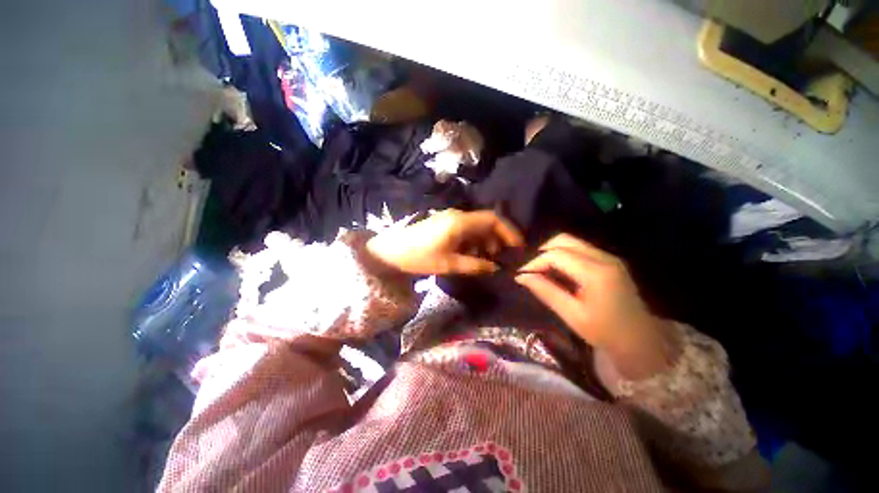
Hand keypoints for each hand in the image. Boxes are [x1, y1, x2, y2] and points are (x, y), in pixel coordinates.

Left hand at [366, 209, 523, 275]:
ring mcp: (450, 218)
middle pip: (486, 222)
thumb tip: (495, 267)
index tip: (517, 246)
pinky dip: (473, 242)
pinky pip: (465, 230)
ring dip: (484, 242)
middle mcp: (457, 215)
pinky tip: (470, 255)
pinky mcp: (444, 224)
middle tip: (500, 258)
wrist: (391, 251)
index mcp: (460, 222)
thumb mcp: (449, 264)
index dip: (508, 231)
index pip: (493, 219)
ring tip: (485, 260)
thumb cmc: (419, 257)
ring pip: (476, 227)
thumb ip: (475, 265)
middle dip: (497, 239)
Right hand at [515, 234, 675, 377]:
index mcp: (596, 273)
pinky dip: (563, 256)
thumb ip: (546, 291)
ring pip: (571, 242)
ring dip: (552, 252)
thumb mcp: (572, 315)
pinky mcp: (610, 261)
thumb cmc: (605, 332)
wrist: (642, 341)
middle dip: (543, 252)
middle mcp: (604, 258)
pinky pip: (580, 249)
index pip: (556, 255)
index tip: (522, 275)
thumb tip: (521, 277)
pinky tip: (558, 272)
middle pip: (564, 240)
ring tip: (542, 271)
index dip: (535, 262)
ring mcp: (609, 258)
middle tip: (532, 270)